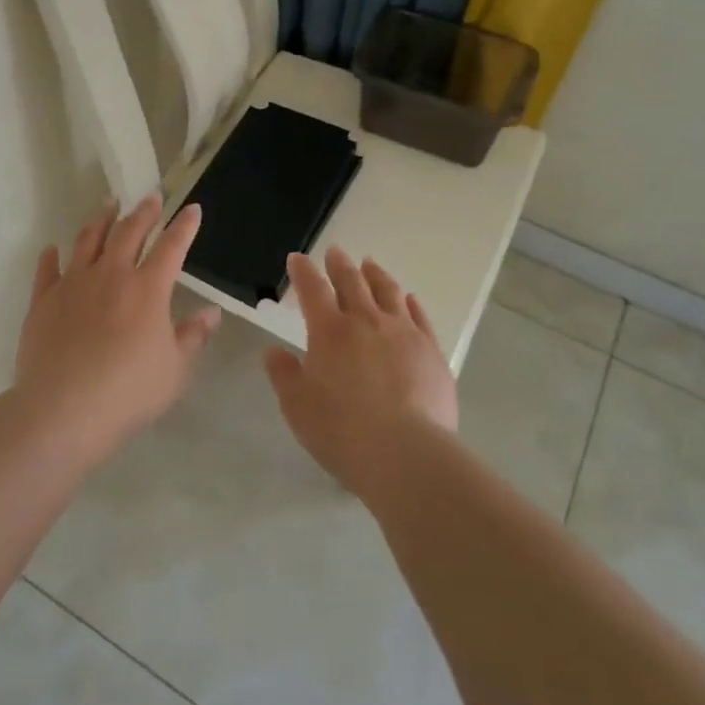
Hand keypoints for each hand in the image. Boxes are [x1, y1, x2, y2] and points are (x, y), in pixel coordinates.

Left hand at [14, 194, 221, 454]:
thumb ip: (193, 337)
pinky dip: (51, 257)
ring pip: (88, 240)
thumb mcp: (175, 370)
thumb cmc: (129, 392)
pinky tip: (52, 248)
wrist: (64, 410)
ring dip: (101, 219)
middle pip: (128, 232)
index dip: (184, 226)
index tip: (192, 209)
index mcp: (147, 289)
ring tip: (108, 204)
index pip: (171, 247)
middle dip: (144, 212)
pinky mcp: (43, 301)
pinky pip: (47, 270)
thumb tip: (211, 313)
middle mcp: (111, 275)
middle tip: (151, 197)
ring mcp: (73, 284)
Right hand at [263, 247, 457, 495]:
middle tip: (335, 251)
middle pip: (352, 282)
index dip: (303, 271)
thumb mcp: (297, 406)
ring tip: (370, 264)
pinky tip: (408, 299)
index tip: (297, 258)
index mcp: (330, 331)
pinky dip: (410, 302)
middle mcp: (366, 321)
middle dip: (340, 264)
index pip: (313, 289)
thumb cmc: (341, 430)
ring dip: (376, 275)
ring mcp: (403, 333)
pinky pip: (420, 316)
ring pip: (388, 291)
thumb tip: (273, 351)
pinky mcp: (431, 351)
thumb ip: (284, 375)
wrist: (405, 453)